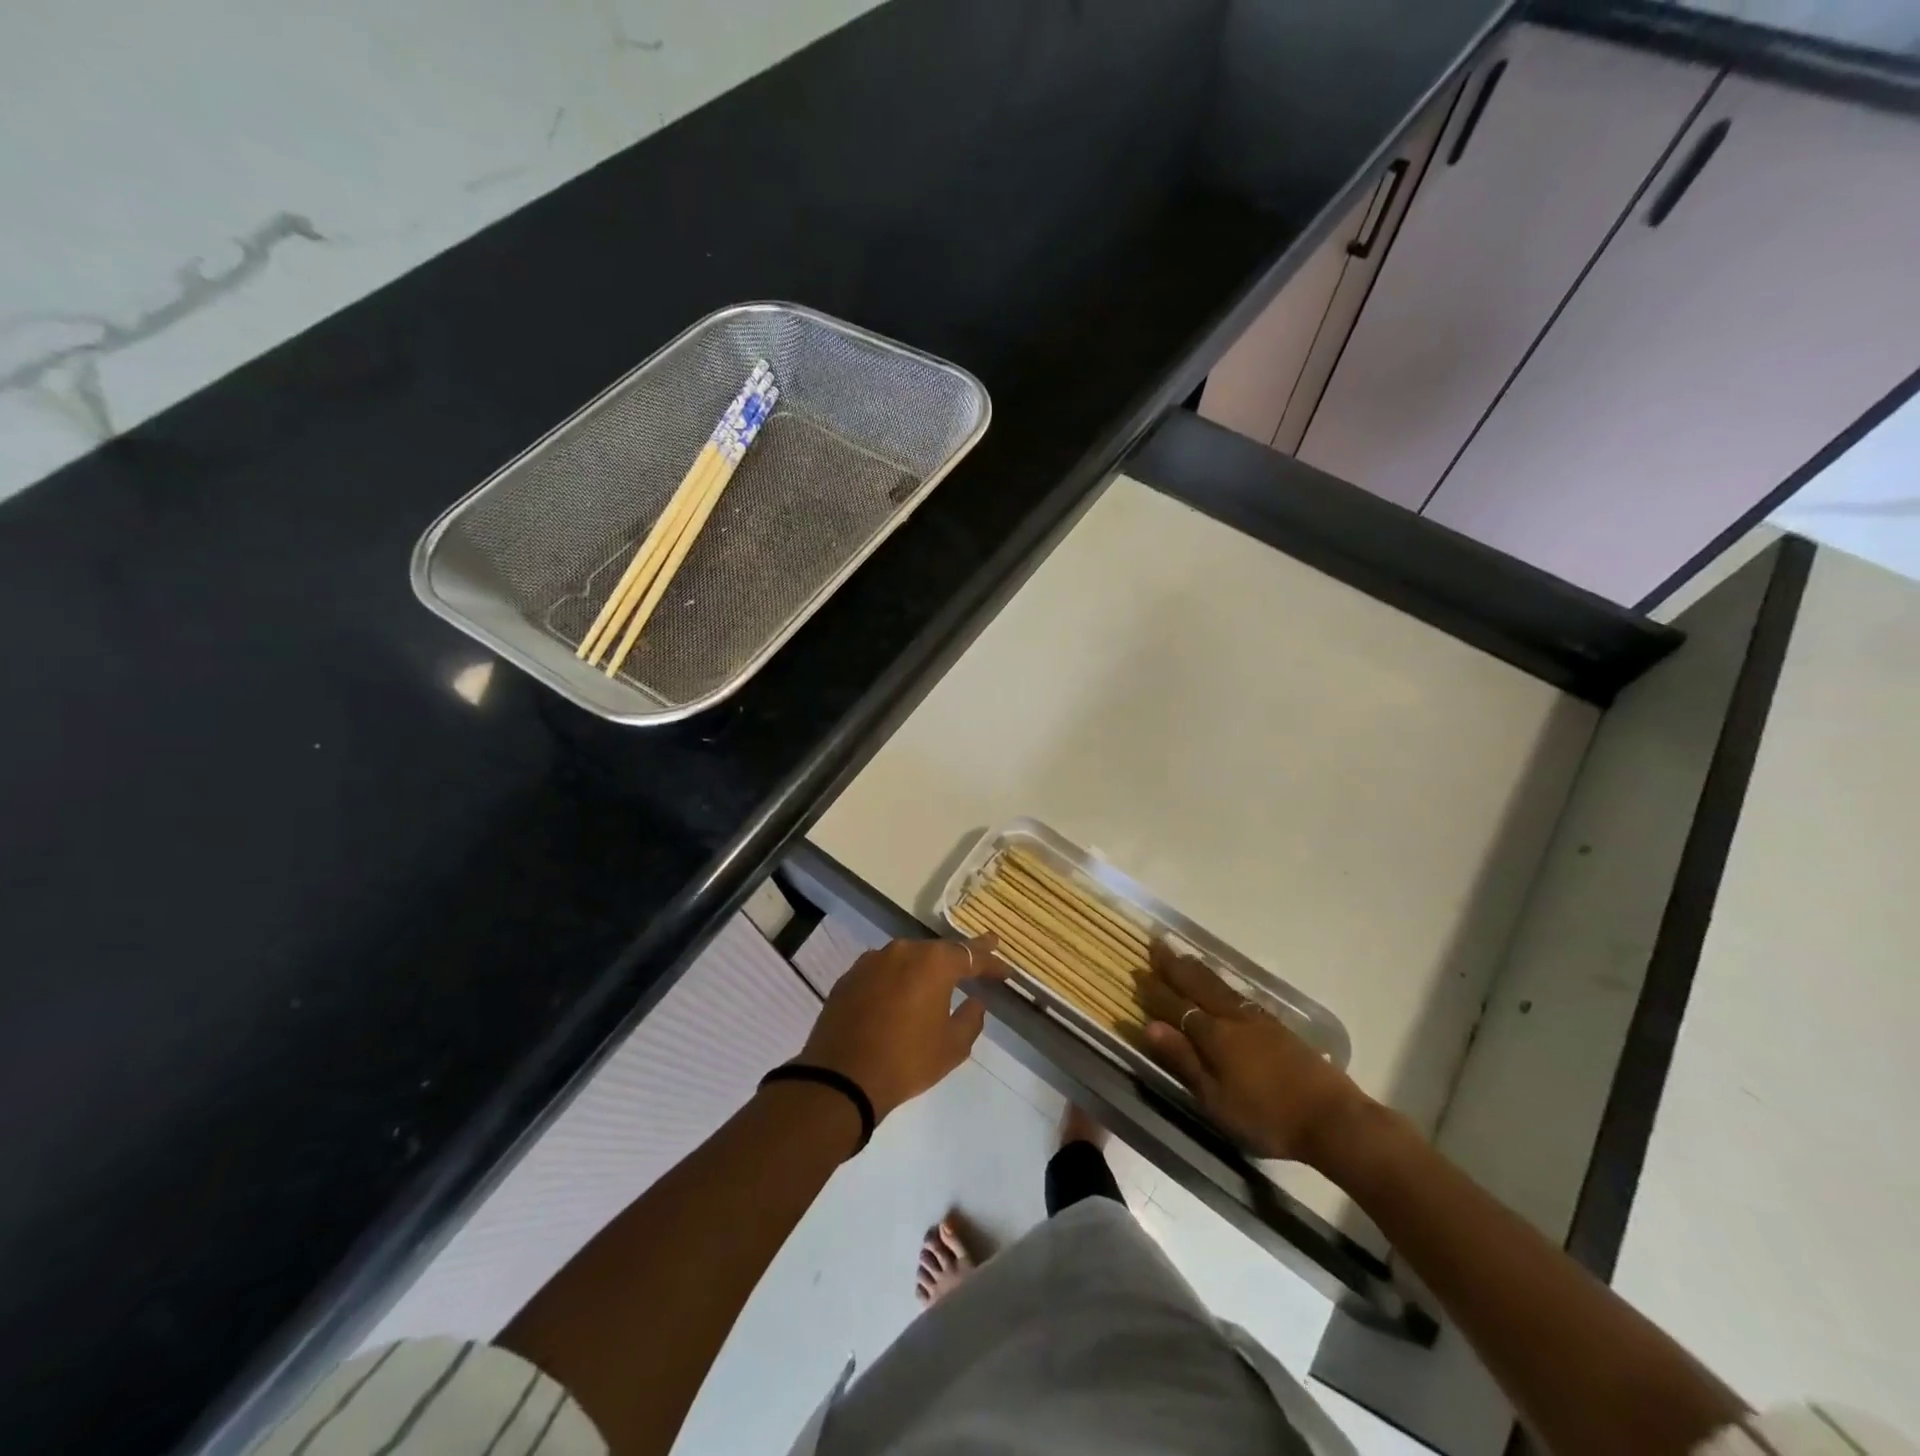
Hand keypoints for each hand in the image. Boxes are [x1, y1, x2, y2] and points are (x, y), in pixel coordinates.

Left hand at [796, 936, 1005, 1121]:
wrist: (841, 1077)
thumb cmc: (906, 1060)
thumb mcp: (952, 1047)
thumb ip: (971, 1019)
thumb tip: (975, 1002)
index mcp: (933, 963)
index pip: (970, 955)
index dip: (991, 962)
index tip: (1006, 971)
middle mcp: (903, 951)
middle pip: (938, 951)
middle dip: (959, 958)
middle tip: (978, 961)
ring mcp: (872, 961)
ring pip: (908, 958)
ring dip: (925, 968)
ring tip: (939, 979)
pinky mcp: (850, 977)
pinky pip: (883, 971)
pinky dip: (897, 979)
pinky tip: (901, 992)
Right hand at [1137, 942, 1370, 1166]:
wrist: (1332, 1118)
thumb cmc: (1267, 1117)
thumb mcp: (1216, 1100)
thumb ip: (1184, 1061)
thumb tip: (1150, 1026)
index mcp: (1213, 1036)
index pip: (1175, 1006)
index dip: (1154, 991)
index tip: (1136, 973)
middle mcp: (1232, 1018)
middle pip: (1197, 985)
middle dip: (1174, 966)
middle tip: (1156, 944)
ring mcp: (1257, 1019)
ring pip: (1219, 985)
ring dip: (1196, 968)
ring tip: (1181, 954)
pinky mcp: (1276, 1026)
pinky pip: (1237, 993)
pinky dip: (1220, 982)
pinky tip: (1221, 985)